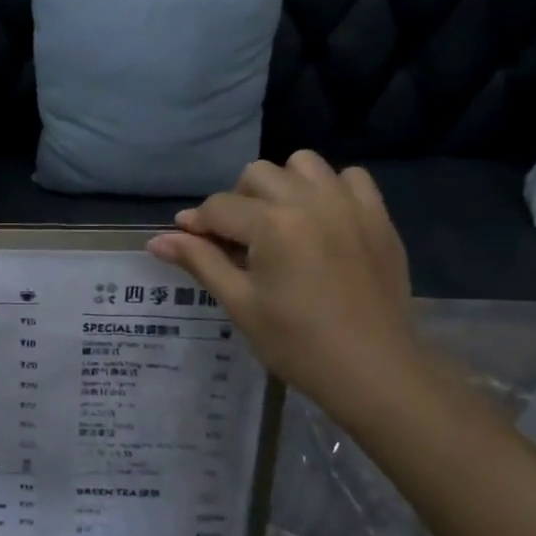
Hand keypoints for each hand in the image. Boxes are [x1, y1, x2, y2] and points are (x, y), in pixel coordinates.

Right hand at [147, 153, 425, 428]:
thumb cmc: (297, 344)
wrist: (373, 370)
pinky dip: (330, 189)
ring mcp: (350, 205)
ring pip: (303, 164)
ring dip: (282, 185)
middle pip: (257, 174)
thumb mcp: (240, 304)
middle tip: (237, 241)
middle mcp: (311, 201)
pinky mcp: (378, 217)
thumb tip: (156, 241)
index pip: (219, 207)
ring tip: (280, 223)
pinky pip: (350, 178)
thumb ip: (200, 262)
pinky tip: (322, 221)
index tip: (188, 244)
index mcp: (272, 225)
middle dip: (237, 202)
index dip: (197, 225)